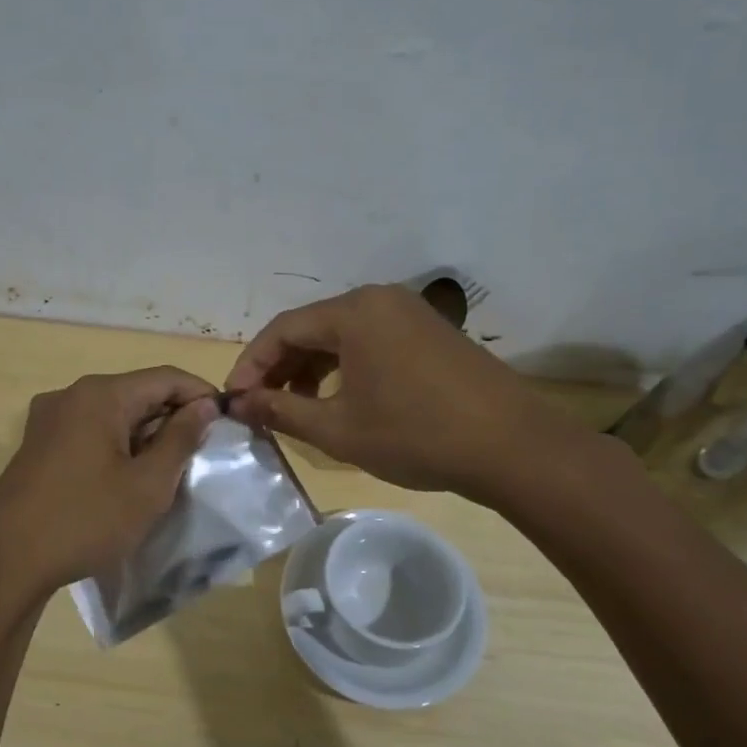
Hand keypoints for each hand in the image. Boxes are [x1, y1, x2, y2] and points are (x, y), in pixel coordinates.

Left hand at [0, 368, 219, 656]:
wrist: (4, 562)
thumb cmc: (85, 520)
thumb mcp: (148, 485)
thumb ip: (181, 439)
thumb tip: (204, 405)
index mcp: (100, 394)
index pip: (166, 377)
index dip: (201, 395)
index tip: (228, 423)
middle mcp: (71, 395)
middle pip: (138, 392)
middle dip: (173, 417)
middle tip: (203, 453)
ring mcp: (49, 419)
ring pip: (113, 414)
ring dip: (146, 434)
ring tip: (171, 469)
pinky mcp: (37, 445)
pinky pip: (90, 432)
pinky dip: (118, 445)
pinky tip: (129, 477)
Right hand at [226, 284, 578, 496]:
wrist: (512, 446)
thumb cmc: (416, 434)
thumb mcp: (339, 429)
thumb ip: (282, 412)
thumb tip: (240, 405)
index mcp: (354, 312)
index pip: (283, 329)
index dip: (252, 365)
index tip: (234, 400)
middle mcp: (379, 300)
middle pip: (311, 327)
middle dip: (280, 368)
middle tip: (260, 407)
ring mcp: (409, 314)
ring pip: (341, 336)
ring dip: (310, 369)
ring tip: (295, 409)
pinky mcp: (429, 333)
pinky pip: (370, 342)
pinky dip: (344, 368)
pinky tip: (339, 400)